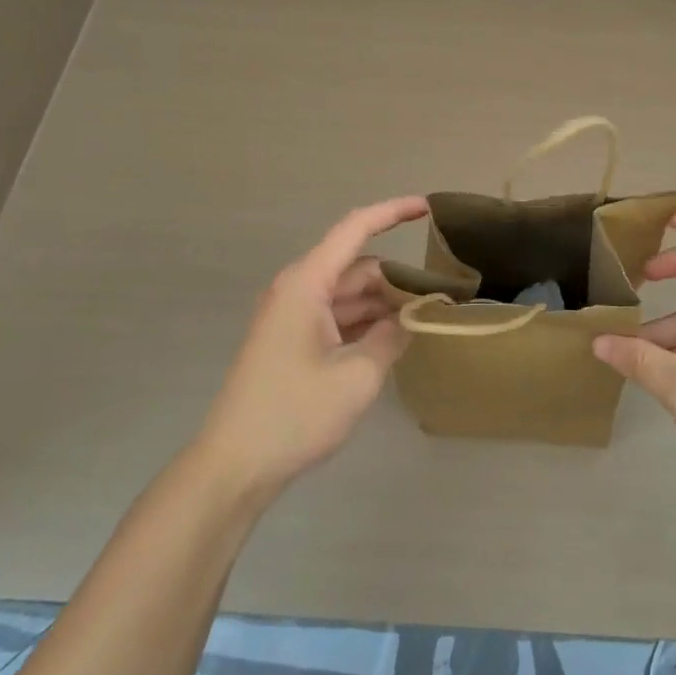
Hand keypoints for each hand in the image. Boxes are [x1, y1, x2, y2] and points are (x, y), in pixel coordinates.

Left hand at [195, 197, 427, 501]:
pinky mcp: (292, 342)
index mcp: (307, 284)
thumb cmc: (294, 414)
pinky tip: (394, 340)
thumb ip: (392, 338)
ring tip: (425, 318)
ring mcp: (293, 317)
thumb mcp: (357, 376)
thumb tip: (411, 317)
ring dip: (383, 303)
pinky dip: (366, 323)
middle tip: (440, 296)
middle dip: (397, 277)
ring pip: (348, 295)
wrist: (235, 466)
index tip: (428, 208)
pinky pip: (337, 318)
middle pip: (356, 267)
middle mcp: (298, 291)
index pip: (355, 229)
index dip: (392, 213)